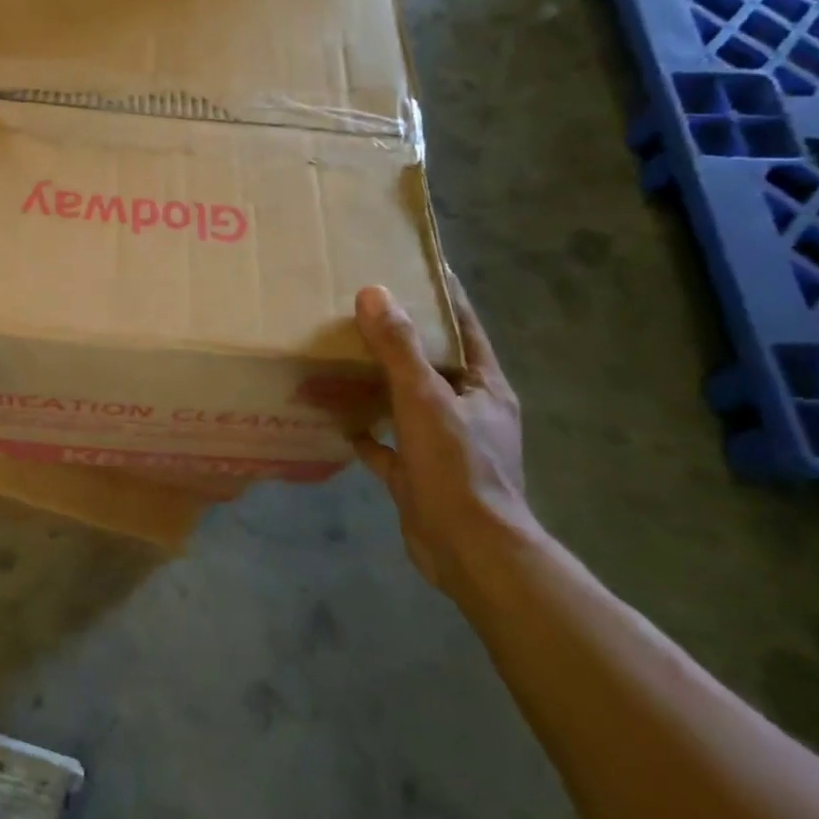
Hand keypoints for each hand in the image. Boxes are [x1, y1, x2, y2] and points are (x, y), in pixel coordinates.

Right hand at [353, 272, 534, 600]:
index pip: (465, 328)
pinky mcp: (418, 475)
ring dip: (378, 384)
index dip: (444, 297)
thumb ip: (399, 349)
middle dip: (400, 339)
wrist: (469, 551)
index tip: (417, 267)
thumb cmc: (457, 467)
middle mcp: (467, 412)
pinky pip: (386, 445)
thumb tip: (375, 293)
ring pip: (406, 403)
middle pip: (432, 364)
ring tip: (340, 357)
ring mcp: (443, 446)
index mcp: (483, 388)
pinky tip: (335, 420)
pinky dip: (364, 432)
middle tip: (361, 309)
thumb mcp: (426, 399)